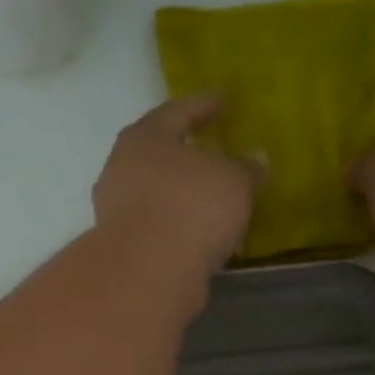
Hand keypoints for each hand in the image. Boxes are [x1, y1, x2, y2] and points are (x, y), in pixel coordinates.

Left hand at [93, 94, 258, 283]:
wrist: (148, 274)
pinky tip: (204, 234)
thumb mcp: (234, 181)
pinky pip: (160, 225)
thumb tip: (256, 159)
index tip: (224, 100)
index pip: (178, 111)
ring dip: (184, 194)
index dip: (204, 104)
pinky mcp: (125, 246)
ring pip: (158, 192)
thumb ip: (247, 168)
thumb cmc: (191, 208)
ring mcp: (118, 210)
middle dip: (188, 153)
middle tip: (215, 151)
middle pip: (161, 153)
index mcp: (145, 138)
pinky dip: (181, 225)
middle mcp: (122, 168)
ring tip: (214, 198)